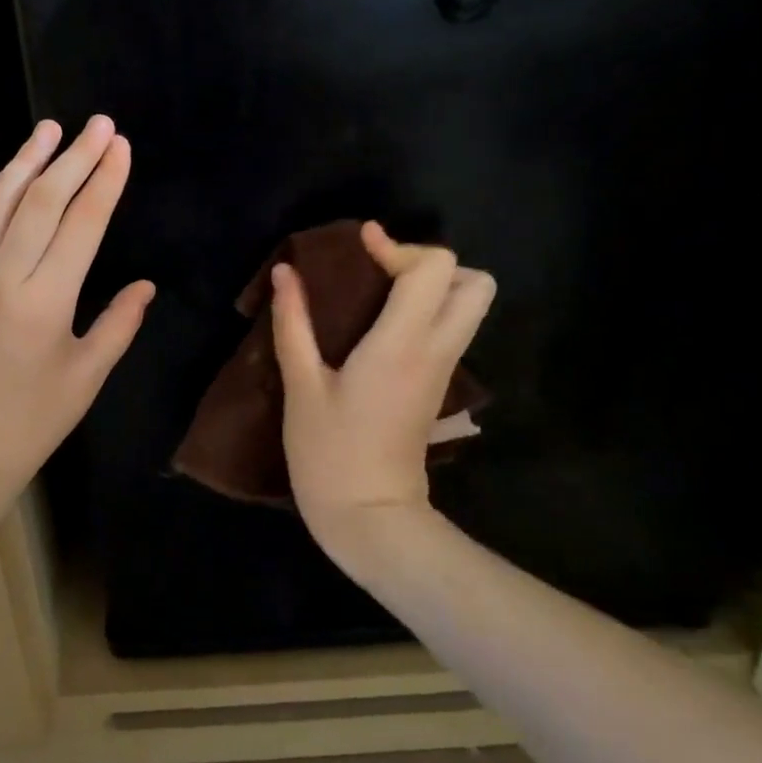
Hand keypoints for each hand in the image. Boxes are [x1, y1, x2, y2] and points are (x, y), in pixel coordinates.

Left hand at [0, 116, 154, 512]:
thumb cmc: (33, 421)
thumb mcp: (87, 376)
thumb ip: (119, 324)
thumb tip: (145, 285)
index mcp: (45, 302)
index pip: (81, 224)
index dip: (104, 181)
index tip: (120, 146)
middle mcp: (3, 278)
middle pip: (42, 201)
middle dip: (74, 158)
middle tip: (98, 124)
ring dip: (27, 161)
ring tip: (50, 129)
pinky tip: (12, 177)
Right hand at [272, 222, 494, 551]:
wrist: (370, 518)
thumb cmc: (329, 453)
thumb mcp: (301, 386)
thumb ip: (293, 323)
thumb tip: (286, 272)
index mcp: (402, 344)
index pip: (433, 269)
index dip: (397, 245)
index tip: (359, 244)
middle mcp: (436, 350)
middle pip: (475, 281)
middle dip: (431, 263)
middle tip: (383, 272)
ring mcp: (444, 369)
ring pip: (469, 306)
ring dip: (434, 286)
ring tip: (380, 293)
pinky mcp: (438, 386)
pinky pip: (450, 328)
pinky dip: (427, 310)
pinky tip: (379, 323)